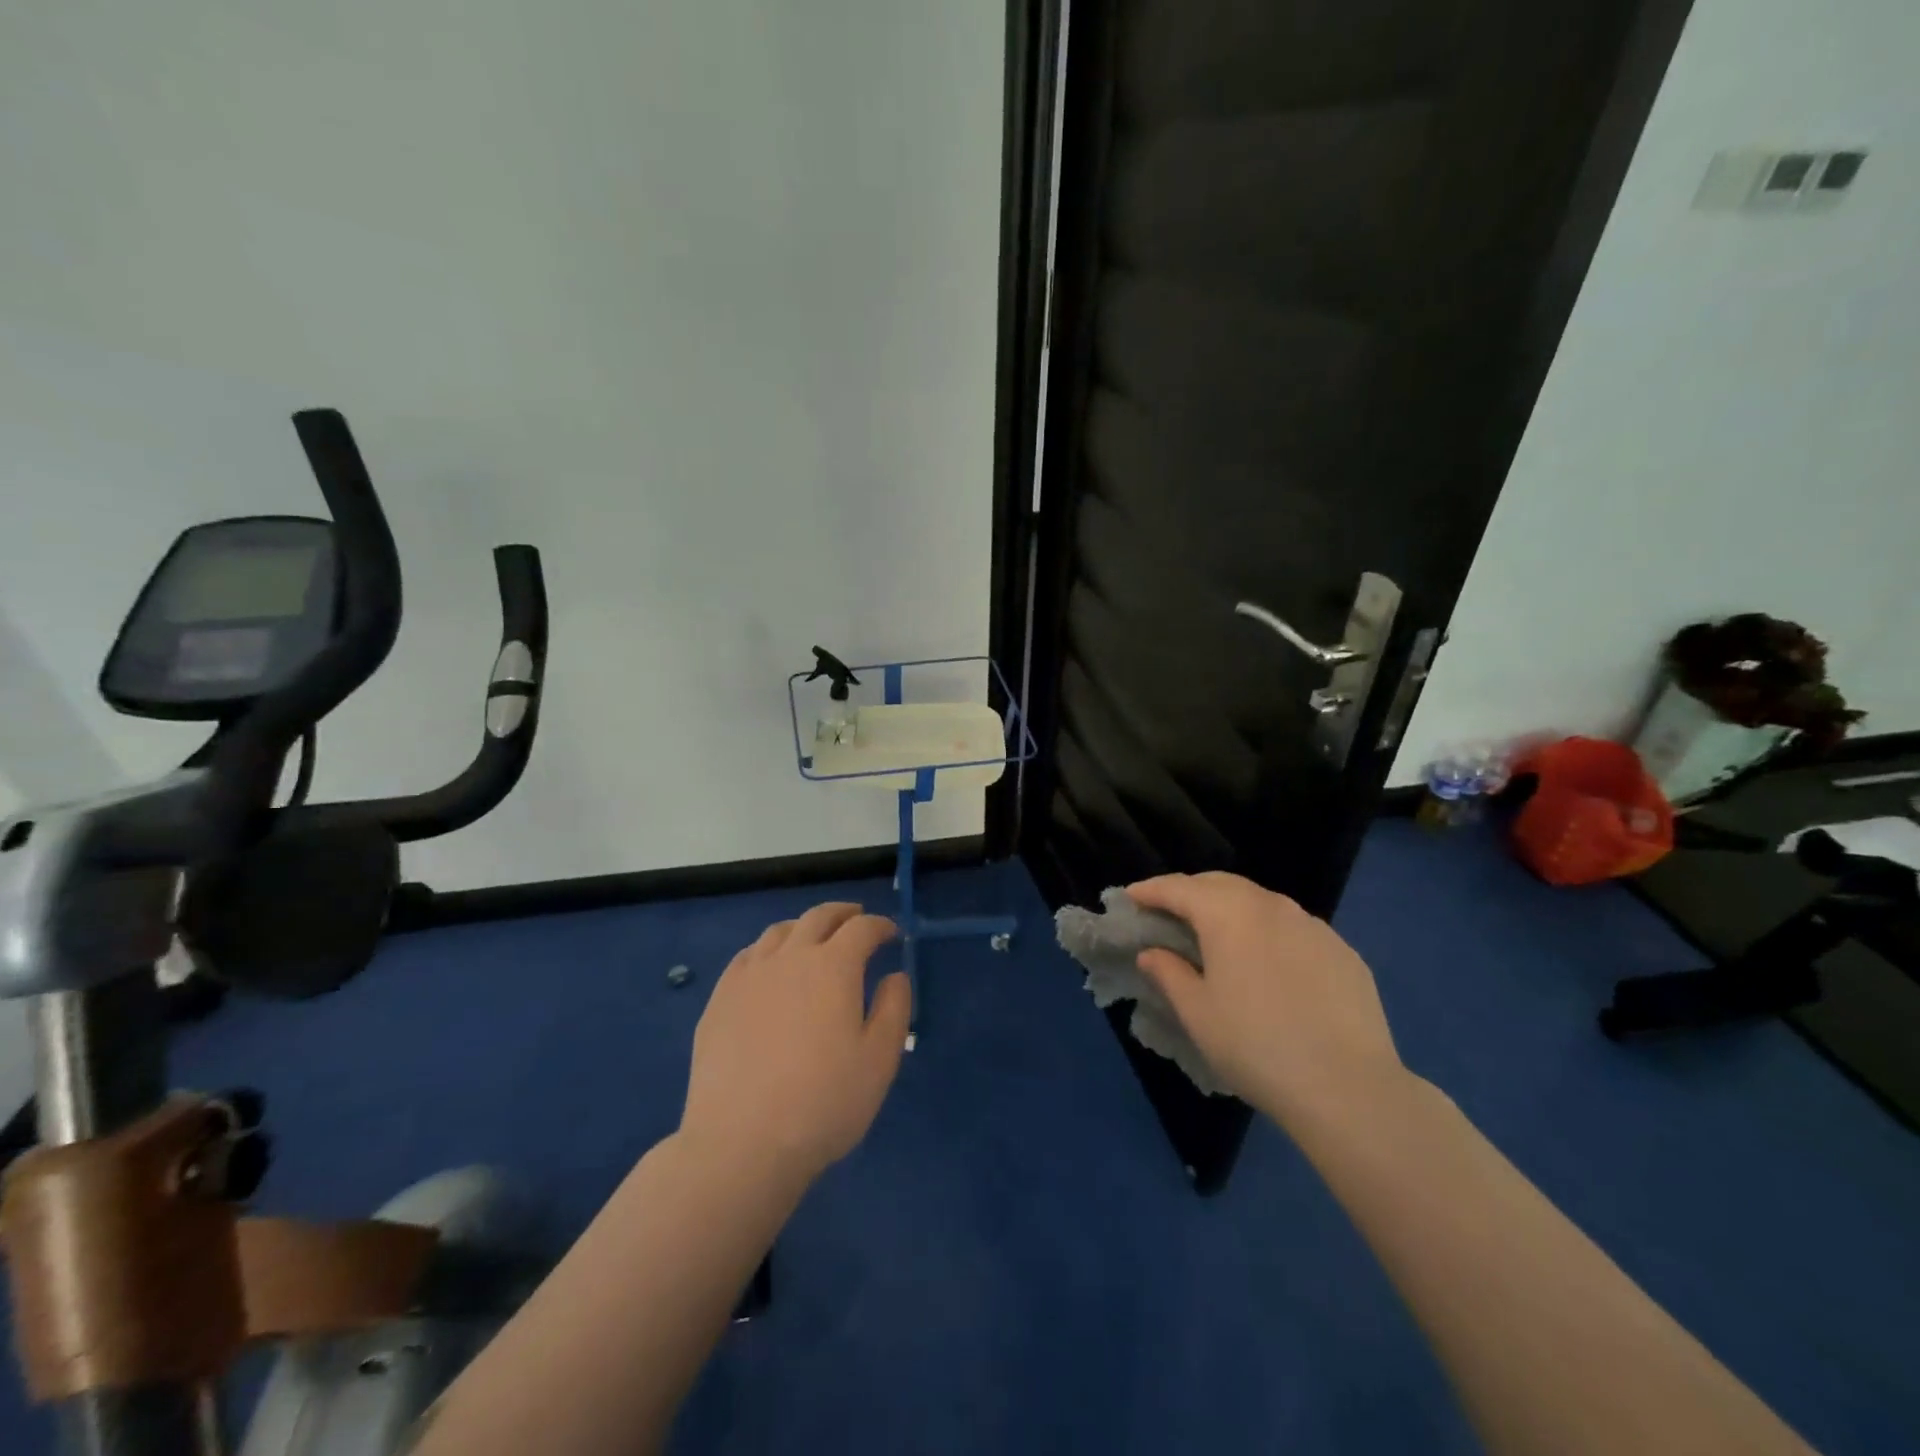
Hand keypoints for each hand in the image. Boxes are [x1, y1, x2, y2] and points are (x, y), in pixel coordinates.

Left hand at [681, 902, 910, 1183]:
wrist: (741, 1143)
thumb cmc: (823, 1102)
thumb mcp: (879, 1060)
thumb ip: (894, 1008)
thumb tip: (894, 976)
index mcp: (833, 966)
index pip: (862, 928)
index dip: (880, 926)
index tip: (891, 934)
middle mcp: (790, 957)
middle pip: (818, 917)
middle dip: (843, 914)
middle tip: (856, 919)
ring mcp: (749, 976)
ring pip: (779, 931)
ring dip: (804, 927)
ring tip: (814, 940)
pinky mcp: (719, 999)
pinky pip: (747, 956)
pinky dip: (768, 950)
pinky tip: (770, 968)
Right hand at [1127, 873, 1404, 1127]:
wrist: (1349, 1088)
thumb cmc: (1256, 1046)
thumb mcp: (1198, 1013)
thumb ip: (1169, 973)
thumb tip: (1152, 953)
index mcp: (1228, 913)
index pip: (1179, 888)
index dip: (1150, 890)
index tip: (1131, 897)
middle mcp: (1271, 905)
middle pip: (1221, 884)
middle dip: (1190, 892)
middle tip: (1169, 912)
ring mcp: (1313, 925)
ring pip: (1260, 902)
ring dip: (1231, 909)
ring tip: (1218, 935)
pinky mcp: (1343, 951)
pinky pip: (1294, 928)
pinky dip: (1268, 932)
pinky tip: (1268, 964)